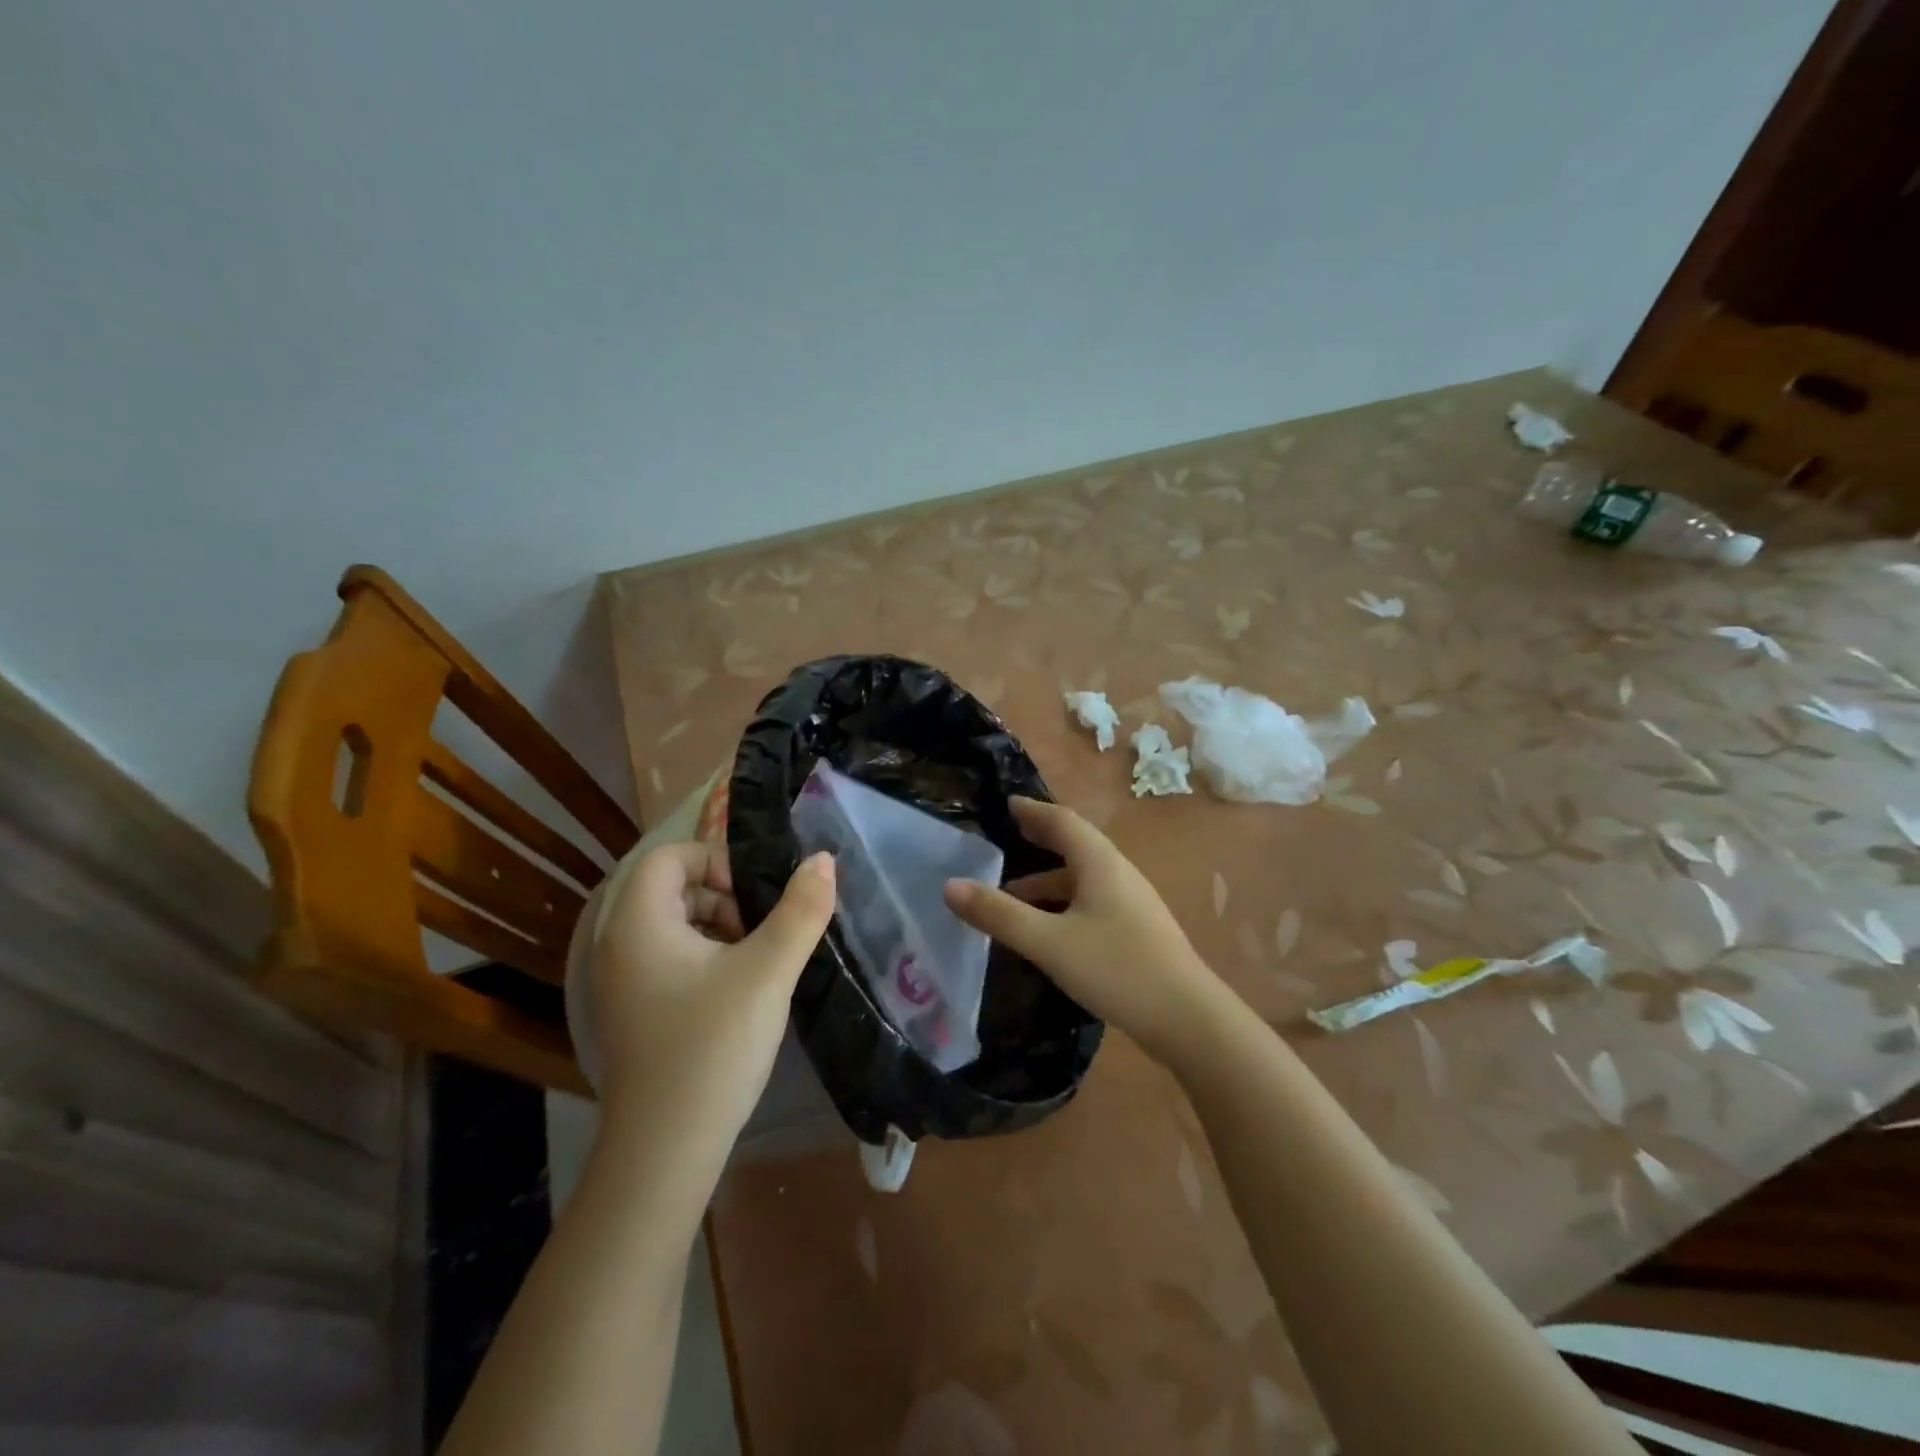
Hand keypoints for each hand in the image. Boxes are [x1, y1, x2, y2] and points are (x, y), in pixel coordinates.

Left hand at [589, 842, 835, 1151]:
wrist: (665, 1151)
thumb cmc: (713, 1046)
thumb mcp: (768, 971)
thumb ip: (800, 910)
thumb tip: (822, 859)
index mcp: (638, 923)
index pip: (670, 856)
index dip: (716, 861)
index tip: (754, 897)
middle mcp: (617, 945)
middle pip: (670, 888)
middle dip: (722, 896)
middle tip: (760, 931)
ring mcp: (620, 983)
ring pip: (671, 925)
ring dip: (717, 927)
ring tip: (755, 962)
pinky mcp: (632, 1012)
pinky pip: (667, 959)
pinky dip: (703, 958)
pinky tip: (735, 993)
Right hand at [943, 798, 1229, 1064]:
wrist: (1188, 1019)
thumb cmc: (1116, 969)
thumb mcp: (1049, 942)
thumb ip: (999, 914)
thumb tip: (949, 885)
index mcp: (1100, 863)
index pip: (1062, 821)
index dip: (1034, 811)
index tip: (1008, 803)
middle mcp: (1119, 873)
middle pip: (1076, 844)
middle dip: (1041, 839)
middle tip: (1009, 835)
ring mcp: (1133, 902)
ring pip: (1084, 877)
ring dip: (1049, 878)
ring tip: (1013, 893)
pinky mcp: (1138, 930)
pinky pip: (1093, 900)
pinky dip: (1064, 902)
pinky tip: (1050, 930)